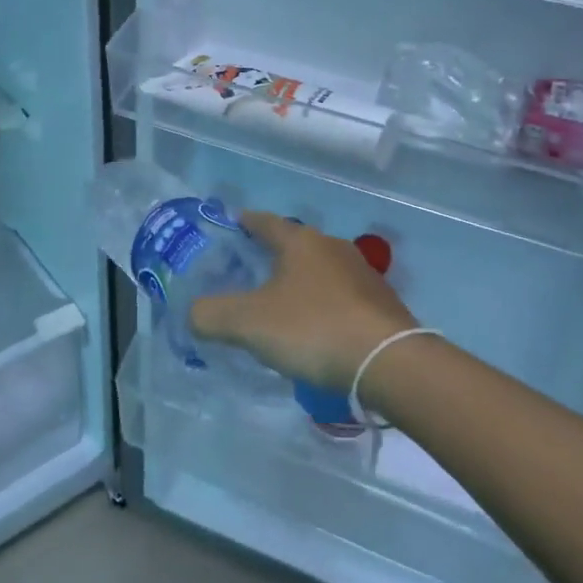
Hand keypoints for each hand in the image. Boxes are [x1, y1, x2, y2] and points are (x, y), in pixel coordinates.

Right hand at [190, 212, 417, 388]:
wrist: (389, 361)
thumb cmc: (313, 328)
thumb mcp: (249, 323)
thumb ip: (211, 315)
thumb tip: (194, 313)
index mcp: (301, 241)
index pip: (264, 221)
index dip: (244, 222)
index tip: (230, 223)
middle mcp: (332, 248)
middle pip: (293, 245)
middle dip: (270, 256)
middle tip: (246, 273)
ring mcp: (361, 274)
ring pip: (318, 271)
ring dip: (298, 283)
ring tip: (278, 305)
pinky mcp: (380, 304)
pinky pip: (339, 297)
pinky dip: (320, 306)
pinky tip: (314, 330)